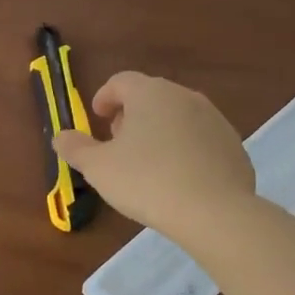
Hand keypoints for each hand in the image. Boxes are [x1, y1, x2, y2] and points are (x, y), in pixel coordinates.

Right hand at [51, 72, 254, 241]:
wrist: (215, 213)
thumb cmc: (147, 181)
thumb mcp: (98, 168)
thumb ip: (75, 148)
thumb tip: (61, 137)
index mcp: (150, 93)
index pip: (121, 81)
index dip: (105, 97)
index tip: (97, 117)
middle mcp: (184, 96)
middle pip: (151, 95)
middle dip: (131, 114)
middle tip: (119, 141)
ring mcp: (214, 119)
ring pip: (178, 116)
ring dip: (160, 130)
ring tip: (148, 162)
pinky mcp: (233, 145)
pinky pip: (201, 139)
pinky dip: (185, 149)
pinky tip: (179, 178)